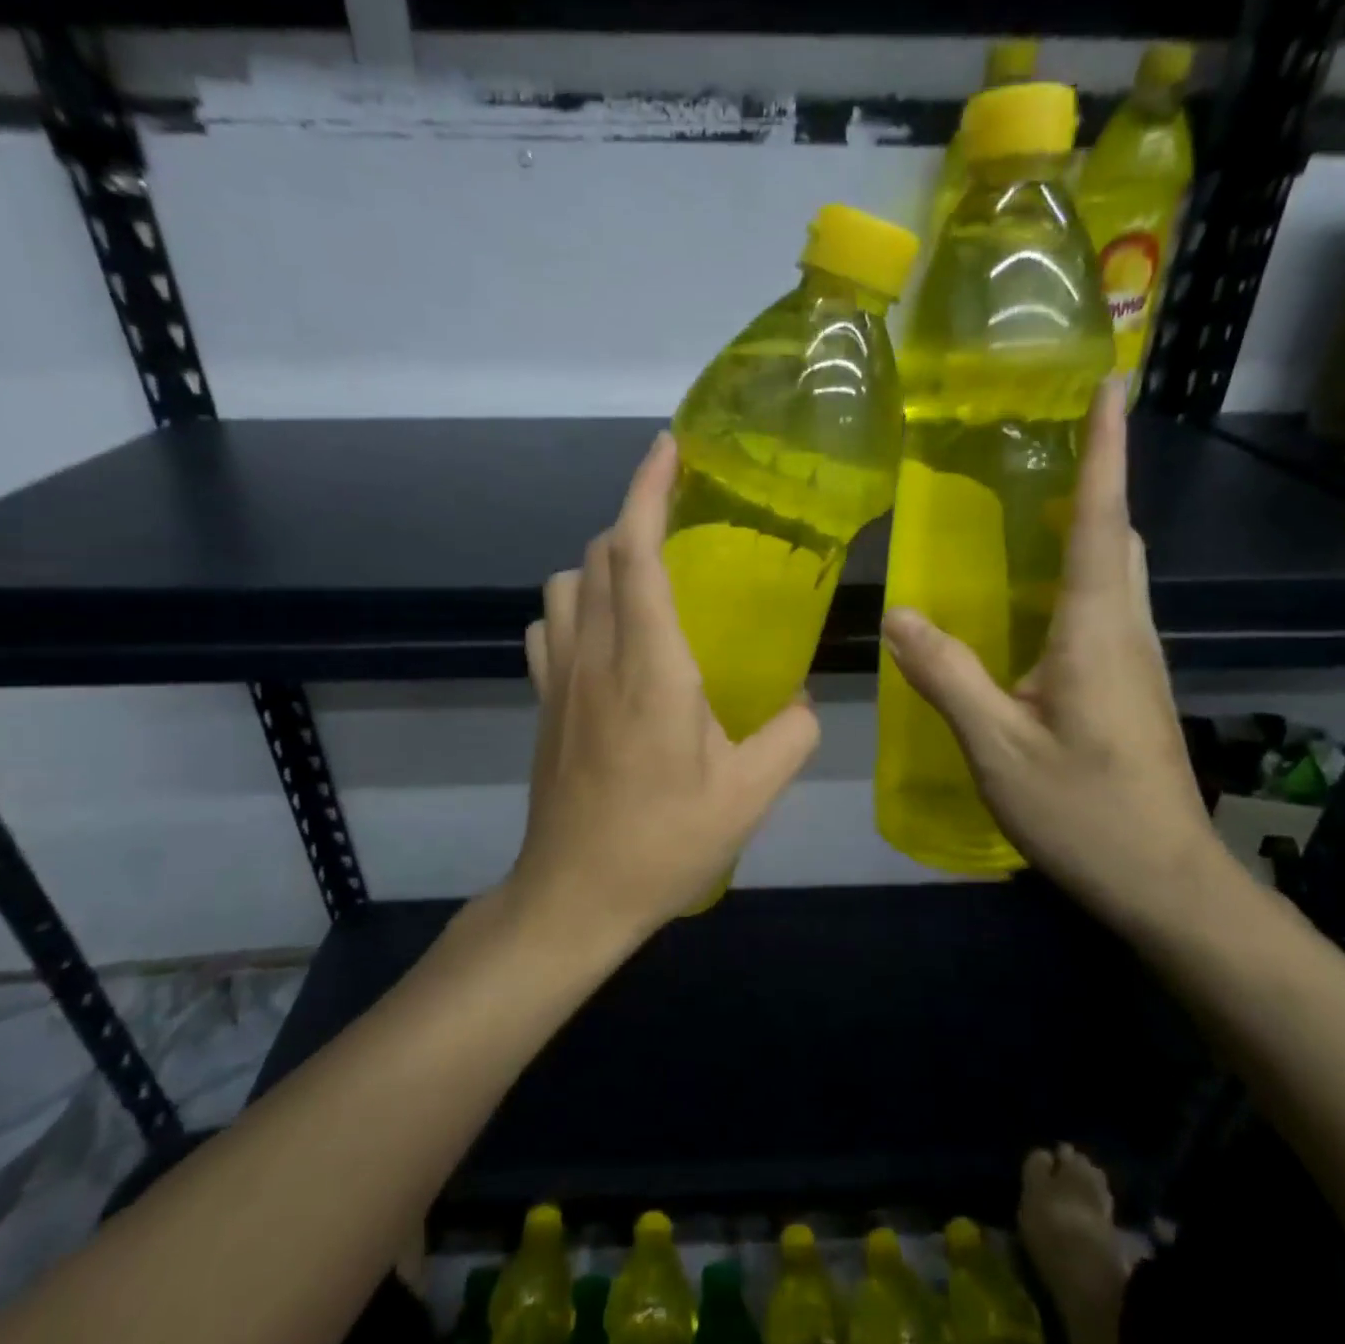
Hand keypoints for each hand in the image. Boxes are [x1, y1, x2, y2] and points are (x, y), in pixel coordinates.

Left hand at [512, 433, 821, 942]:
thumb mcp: (752, 792)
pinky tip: (604, 635)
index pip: (639, 551)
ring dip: (602, 562)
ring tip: (644, 579)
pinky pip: (548, 626)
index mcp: (651, 665)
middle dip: (634, 517)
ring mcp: (558, 678)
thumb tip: (803, 697)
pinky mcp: (542, 702)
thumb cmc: (665, 841)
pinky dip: (575, 606)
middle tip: (678, 519)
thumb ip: (794, 732)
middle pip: (599, 554)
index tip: (669, 448)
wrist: (575, 895)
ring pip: (566, 584)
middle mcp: (596, 655)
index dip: (650, 489)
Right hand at [880, 387, 1224, 931]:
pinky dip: (1079, 574)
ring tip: (1034, 507)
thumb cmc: (1084, 812)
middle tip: (1049, 445)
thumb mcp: (998, 747)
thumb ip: (947, 676)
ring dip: (1089, 526)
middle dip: (1096, 480)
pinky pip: (1107, 606)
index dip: (1104, 451)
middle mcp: (1127, 631)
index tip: (1110, 383)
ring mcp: (1136, 660)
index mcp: (1097, 632)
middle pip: (1120, 536)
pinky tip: (1034, 601)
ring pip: (1119, 571)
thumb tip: (898, 615)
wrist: (1166, 883)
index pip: (1103, 522)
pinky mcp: (1131, 686)